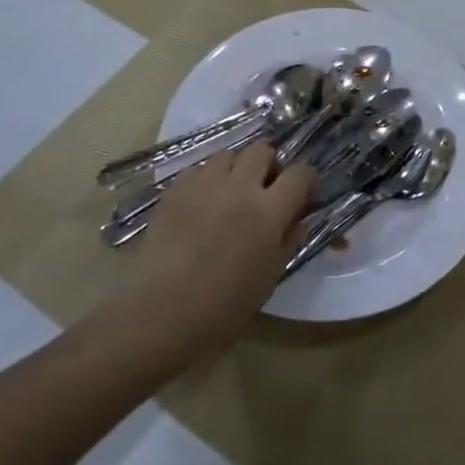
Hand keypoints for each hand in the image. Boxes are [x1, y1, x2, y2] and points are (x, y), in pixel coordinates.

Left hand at [102, 142, 315, 360]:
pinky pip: (199, 170)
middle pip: (262, 151)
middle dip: (269, 165)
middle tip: (265, 189)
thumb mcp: (267, 279)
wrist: (157, 313)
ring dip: (237, 168)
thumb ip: (287, 242)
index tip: (304, 191)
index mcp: (268, 212)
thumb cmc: (221, 307)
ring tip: (231, 193)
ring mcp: (204, 184)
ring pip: (229, 154)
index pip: (299, 174)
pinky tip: (202, 205)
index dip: (307, 179)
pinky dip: (208, 180)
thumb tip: (299, 220)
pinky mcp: (175, 190)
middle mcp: (239, 187)